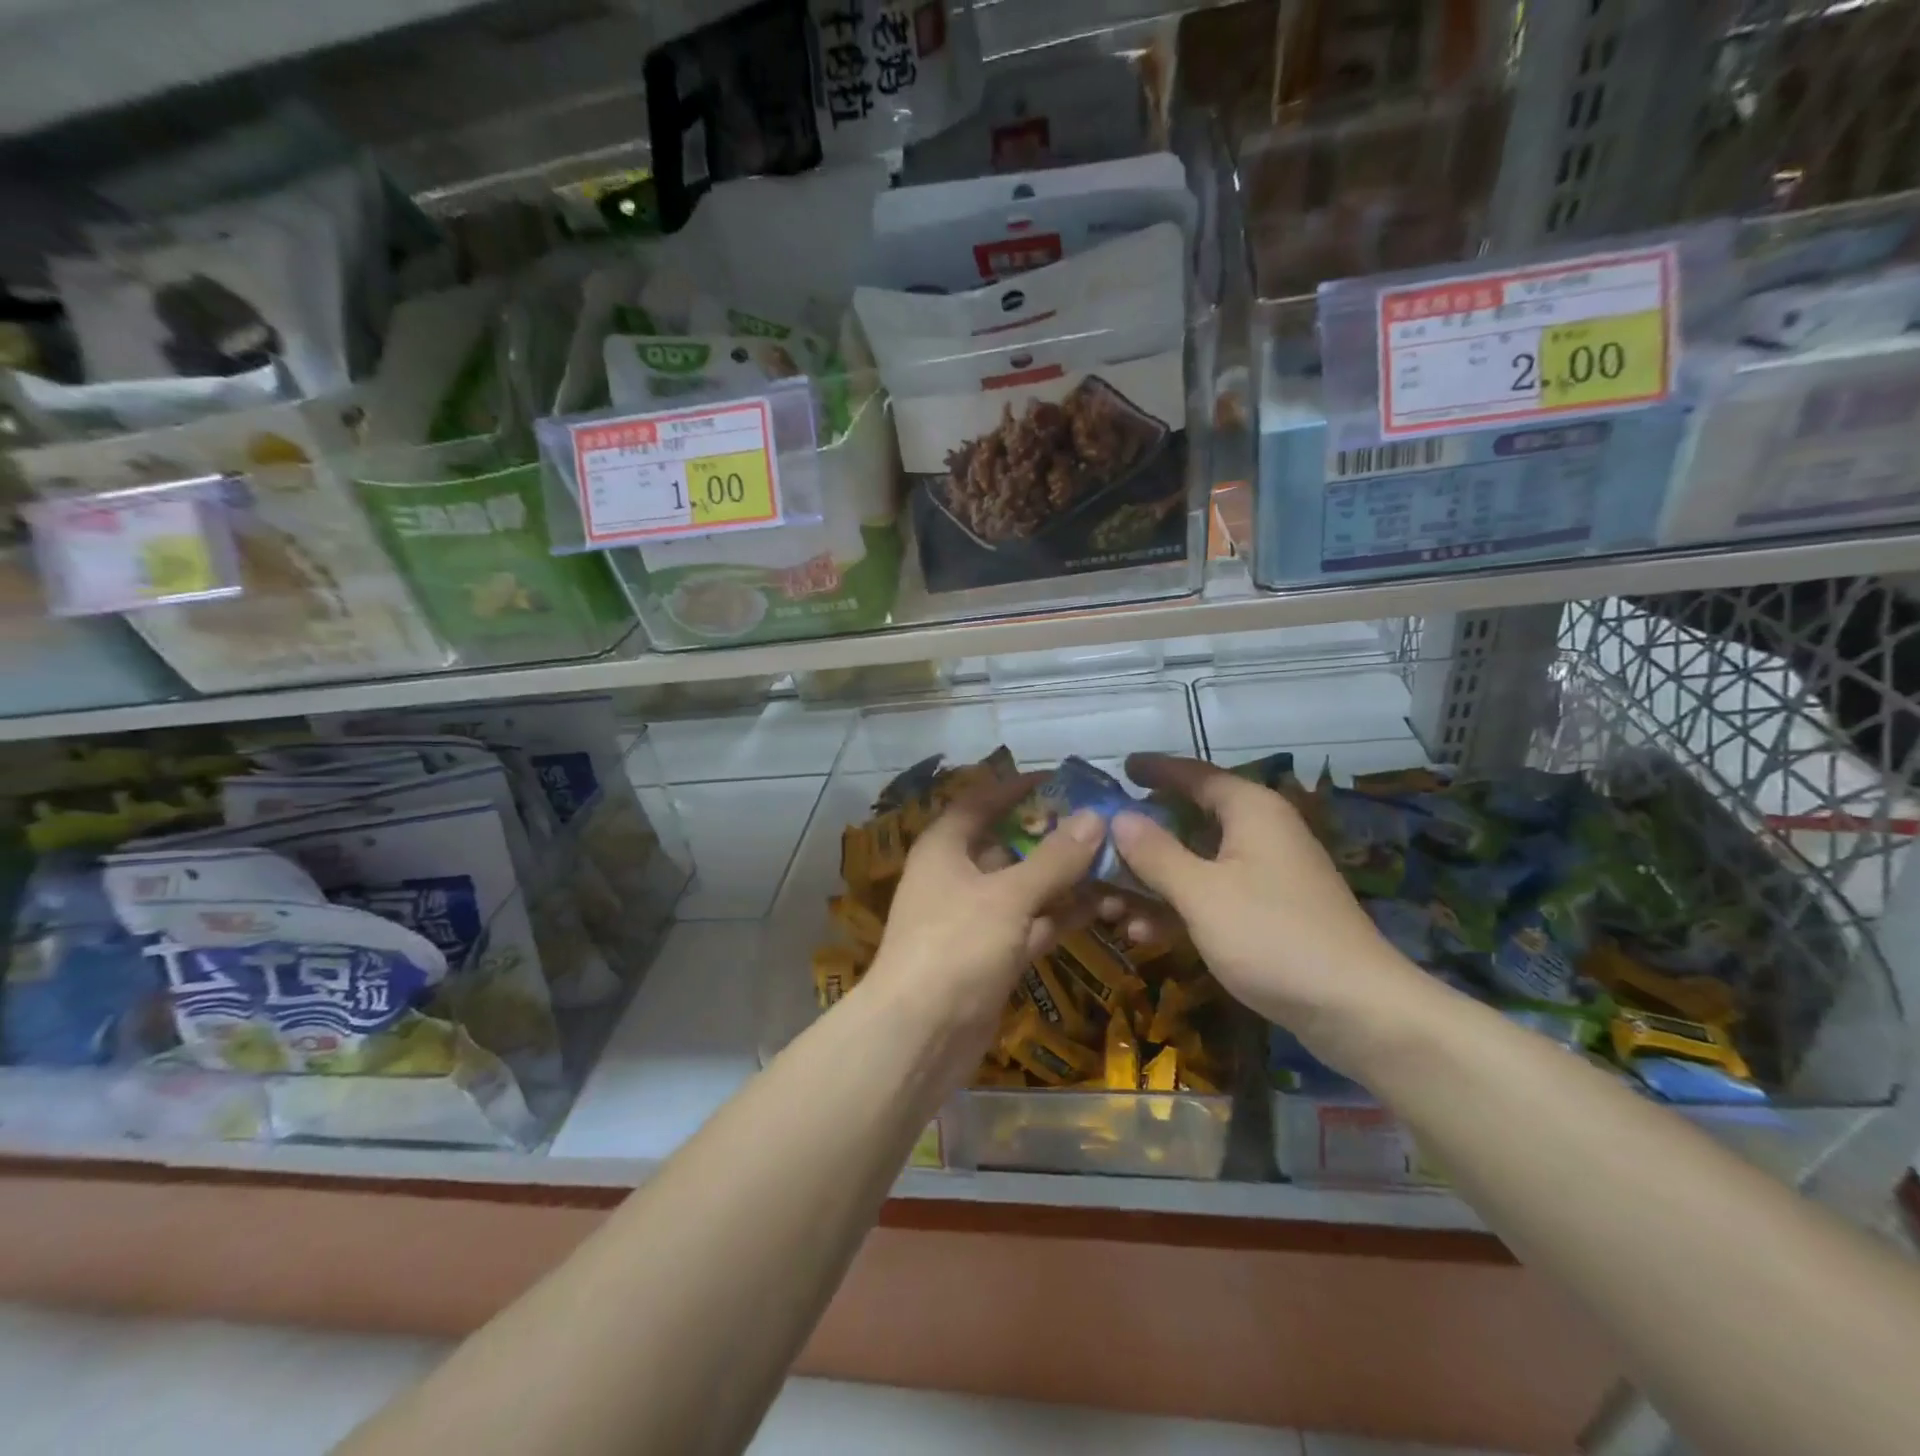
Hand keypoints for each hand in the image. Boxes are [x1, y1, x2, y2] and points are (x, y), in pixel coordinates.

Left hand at [863, 774, 1103, 1061]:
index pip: (981, 801)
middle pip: (1009, 843)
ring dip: (1066, 877)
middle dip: (1053, 835)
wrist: (920, 1037)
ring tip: (1117, 860)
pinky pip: (1033, 923)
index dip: (1016, 787)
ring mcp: (977, 918)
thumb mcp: (1008, 896)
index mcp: (946, 847)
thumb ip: (1053, 858)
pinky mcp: (994, 955)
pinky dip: (1063, 914)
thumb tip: (1094, 816)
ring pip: (1026, 886)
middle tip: (1104, 822)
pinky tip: (1106, 905)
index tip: (1061, 780)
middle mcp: (958, 876)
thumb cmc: (956, 947)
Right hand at [1109, 753, 1434, 1074]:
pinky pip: (1213, 895)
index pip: (1194, 774)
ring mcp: (1267, 874)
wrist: (1356, 1009)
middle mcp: (1261, 832)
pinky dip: (1180, 907)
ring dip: (1154, 881)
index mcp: (1250, 811)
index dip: (1156, 770)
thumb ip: (1156, 852)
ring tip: (1110, 902)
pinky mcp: (1270, 912)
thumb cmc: (1272, 935)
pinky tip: (1145, 934)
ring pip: (1198, 863)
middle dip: (1144, 836)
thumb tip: (1119, 817)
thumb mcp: (1201, 893)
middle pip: (1191, 820)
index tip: (1121, 768)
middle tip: (1101, 843)